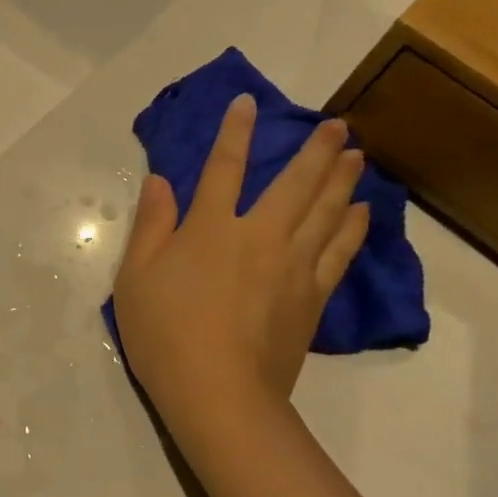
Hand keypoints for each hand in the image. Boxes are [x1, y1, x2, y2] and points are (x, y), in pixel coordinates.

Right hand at [112, 95, 368, 429]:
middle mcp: (258, 236)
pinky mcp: (312, 296)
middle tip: (335, 124)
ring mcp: (292, 266)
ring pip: (326, 211)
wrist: (218, 393)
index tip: (248, 103)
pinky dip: (354, 227)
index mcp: (209, 228)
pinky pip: (340, 251)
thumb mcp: (135, 278)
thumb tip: (161, 181)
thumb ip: (151, 226)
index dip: (234, 133)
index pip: (223, 168)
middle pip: (294, 183)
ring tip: (355, 155)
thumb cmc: (164, 334)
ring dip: (342, 179)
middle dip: (314, 150)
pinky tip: (362, 211)